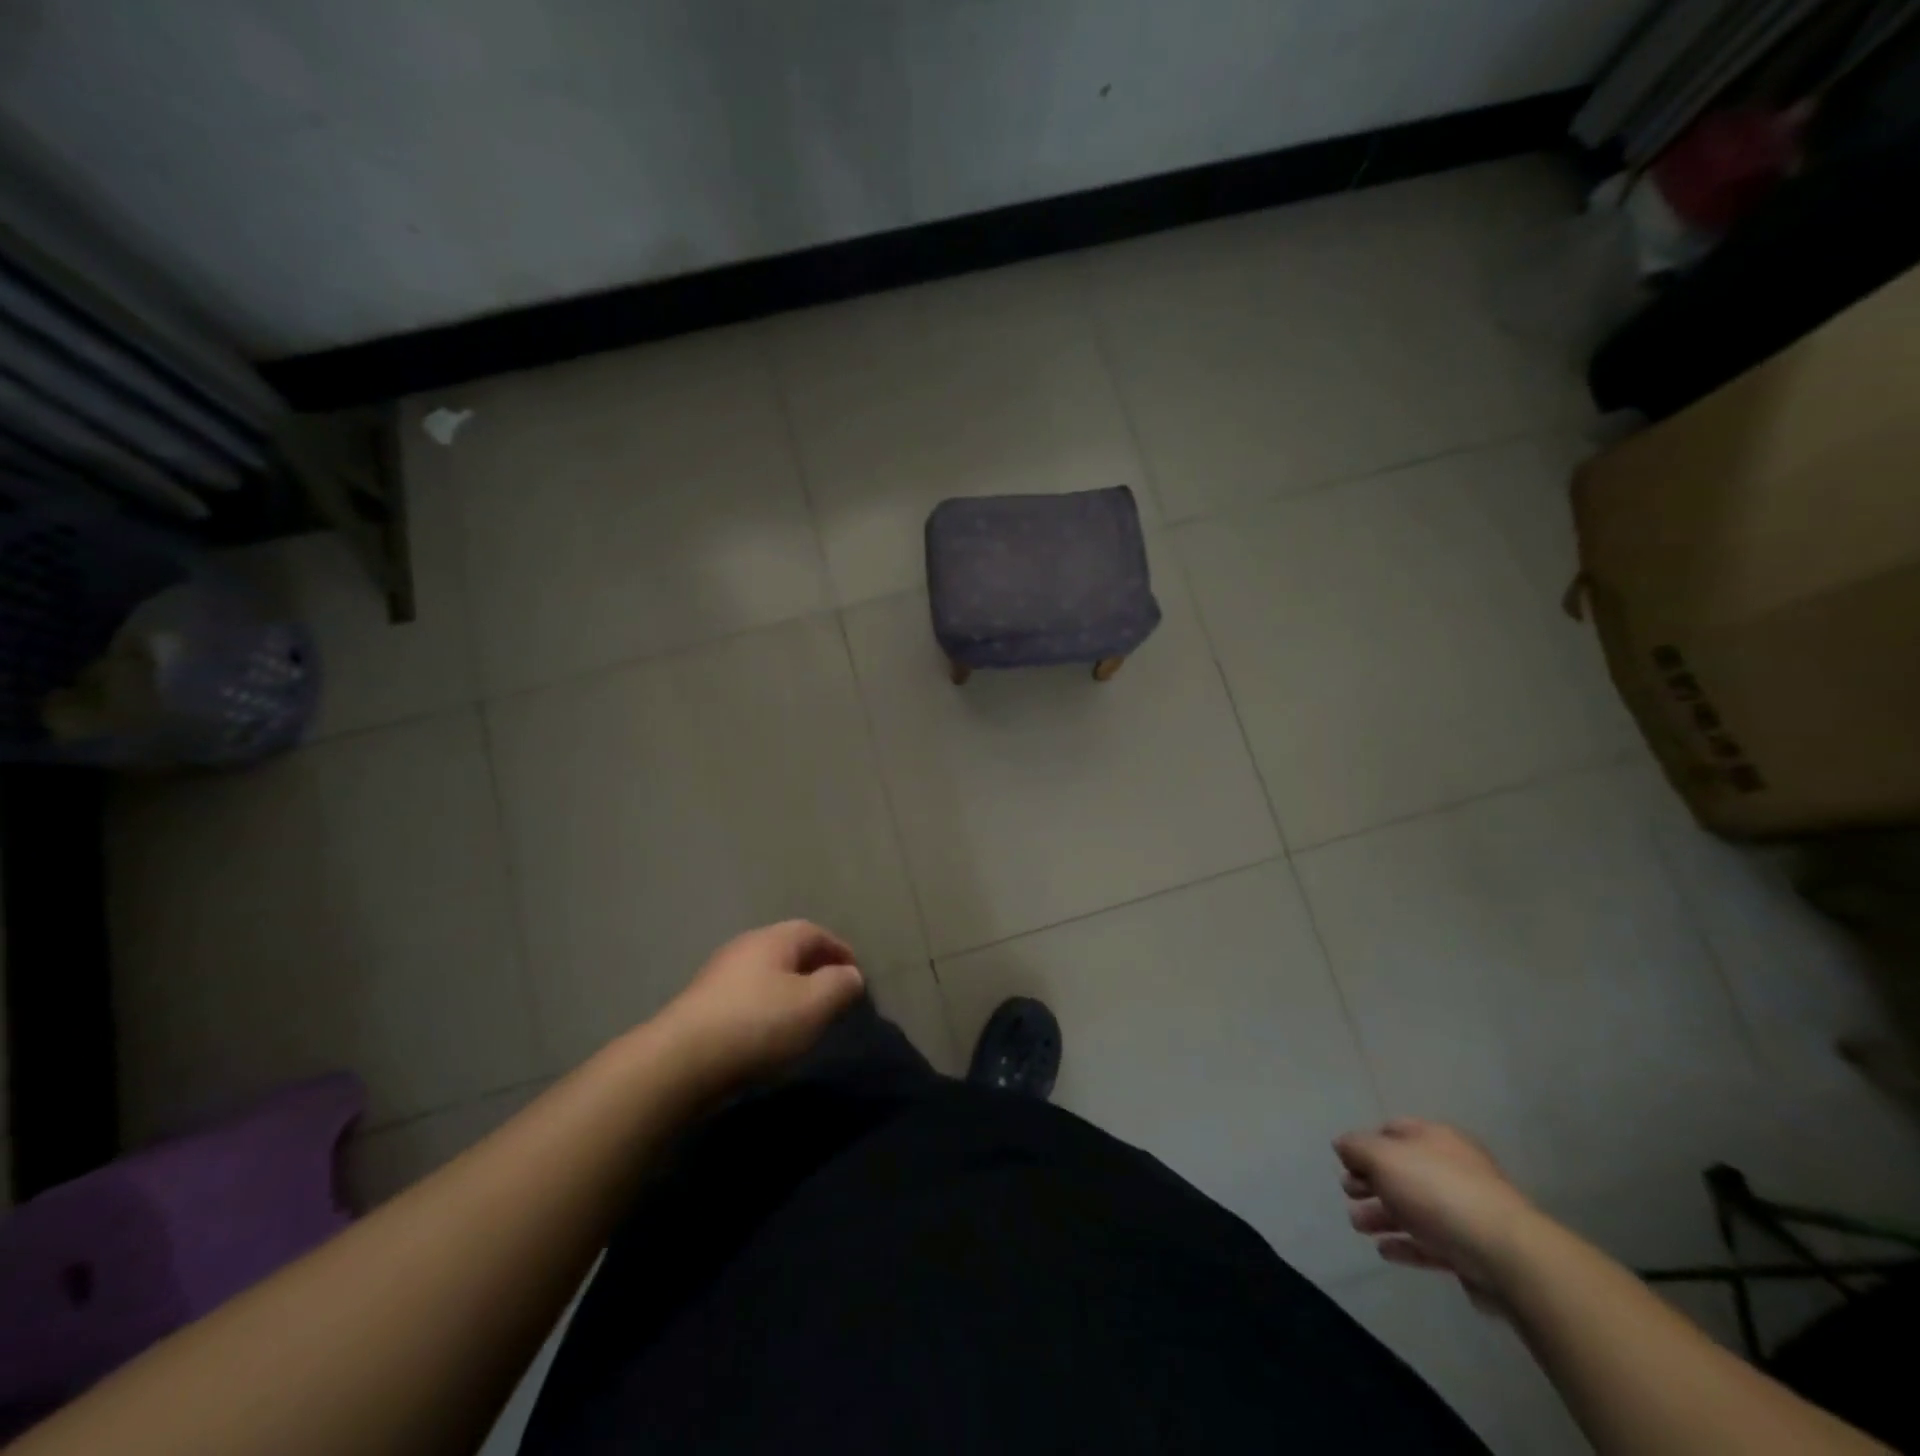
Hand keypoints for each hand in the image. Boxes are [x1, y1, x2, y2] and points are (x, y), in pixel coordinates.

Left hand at [654, 921, 865, 1086]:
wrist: (680, 1062)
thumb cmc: (757, 1024)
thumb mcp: (814, 1004)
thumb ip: (840, 985)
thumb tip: (851, 975)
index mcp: (774, 938)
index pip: (815, 932)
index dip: (840, 951)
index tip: (856, 977)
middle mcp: (745, 947)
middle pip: (789, 950)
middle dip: (815, 969)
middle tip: (834, 997)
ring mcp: (719, 975)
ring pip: (767, 975)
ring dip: (790, 991)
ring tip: (805, 1018)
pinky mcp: (703, 1006)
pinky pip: (748, 997)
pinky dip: (767, 1008)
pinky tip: (770, 1034)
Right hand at [1333, 1119, 1539, 1308]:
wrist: (1507, 1256)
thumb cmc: (1438, 1192)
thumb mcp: (1384, 1158)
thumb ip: (1357, 1148)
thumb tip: (1343, 1145)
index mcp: (1436, 1138)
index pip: (1393, 1130)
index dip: (1366, 1143)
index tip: (1345, 1162)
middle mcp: (1453, 1168)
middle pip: (1402, 1171)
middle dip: (1371, 1182)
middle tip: (1347, 1193)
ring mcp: (1466, 1211)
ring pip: (1414, 1207)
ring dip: (1383, 1215)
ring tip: (1358, 1226)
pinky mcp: (1473, 1251)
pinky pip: (1431, 1242)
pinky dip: (1406, 1244)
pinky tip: (1385, 1251)